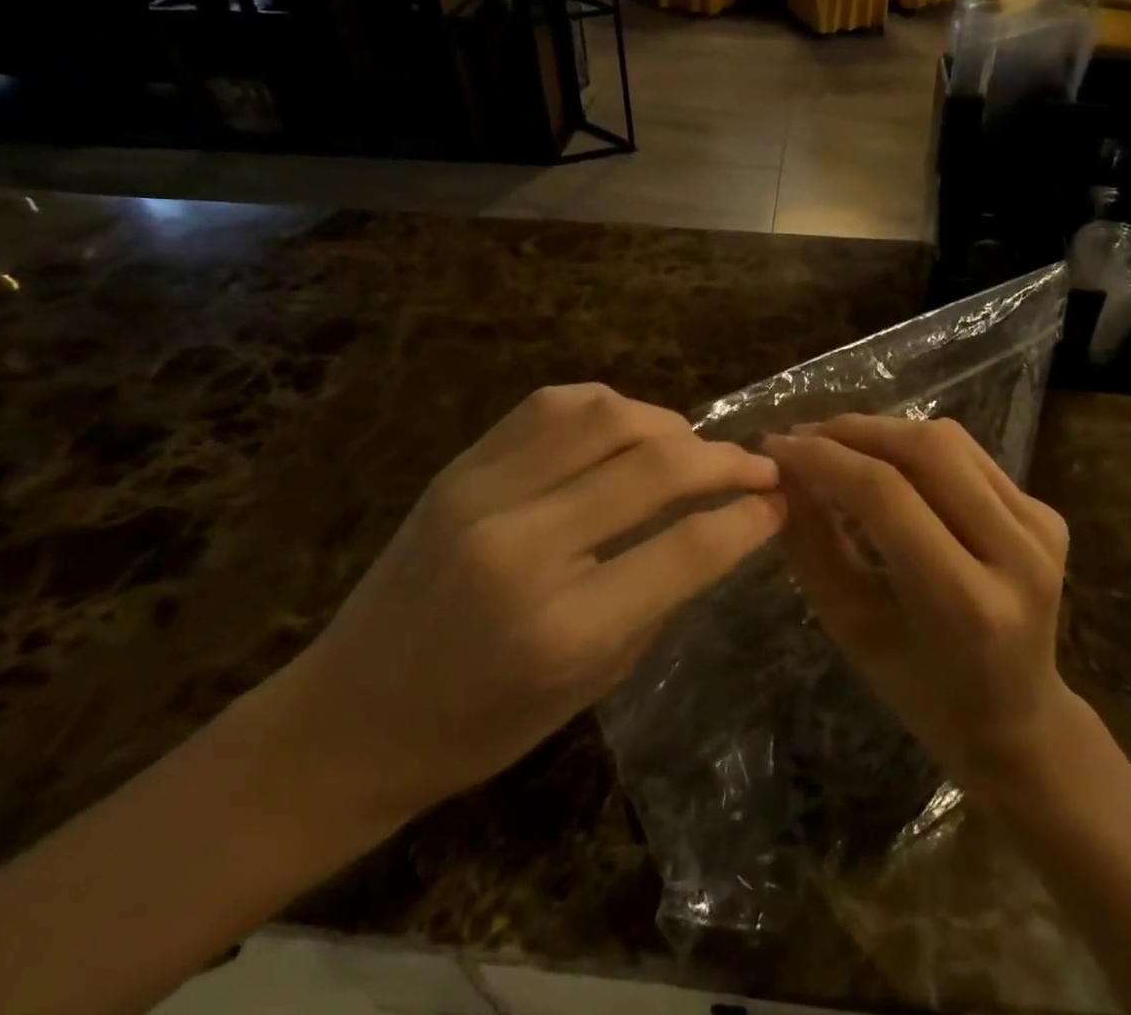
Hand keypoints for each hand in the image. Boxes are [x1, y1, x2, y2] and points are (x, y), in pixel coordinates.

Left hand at [277, 384, 784, 823]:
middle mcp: (524, 545)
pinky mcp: (460, 466)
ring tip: (689, 448)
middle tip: (756, 466)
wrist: (350, 713)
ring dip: (667, 423)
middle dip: (724, 460)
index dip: (747, 519)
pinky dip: (608, 407)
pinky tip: (626, 429)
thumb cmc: (480, 725)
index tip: (779, 502)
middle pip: (653, 466)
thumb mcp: (591, 682)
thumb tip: (723, 524)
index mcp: (562, 627)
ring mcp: (484, 493)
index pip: (686, 549)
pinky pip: (552, 404)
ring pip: (605, 415)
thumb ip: (661, 594)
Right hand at [765, 416, 1075, 792]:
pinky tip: (881, 460)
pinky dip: (914, 446)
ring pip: (949, 441)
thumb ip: (814, 546)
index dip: (825, 460)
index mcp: (968, 602)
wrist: (1018, 718)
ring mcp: (1040, 526)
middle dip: (853, 432)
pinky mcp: (1046, 512)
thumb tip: (784, 474)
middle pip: (926, 450)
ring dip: (882, 430)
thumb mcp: (852, 629)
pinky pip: (968, 455)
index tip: (775, 447)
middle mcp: (1018, 552)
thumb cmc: (922, 690)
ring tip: (833, 441)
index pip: (887, 496)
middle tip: (802, 437)